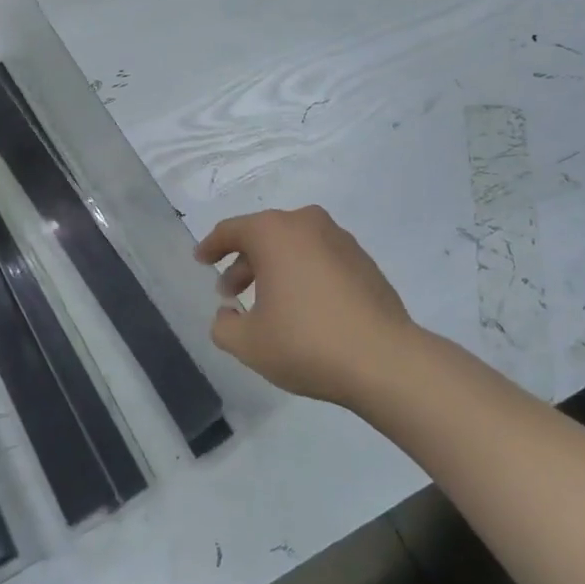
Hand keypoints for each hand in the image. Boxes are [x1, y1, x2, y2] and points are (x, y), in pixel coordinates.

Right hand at [195, 206, 423, 408]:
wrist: (383, 359)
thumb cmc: (306, 342)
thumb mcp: (248, 343)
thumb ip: (224, 326)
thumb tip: (227, 315)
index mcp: (274, 232)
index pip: (231, 230)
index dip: (211, 246)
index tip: (200, 260)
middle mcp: (307, 224)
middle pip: (264, 236)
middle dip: (243, 262)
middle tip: (229, 292)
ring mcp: (340, 239)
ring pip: (294, 246)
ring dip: (274, 268)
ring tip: (266, 303)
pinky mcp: (363, 260)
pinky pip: (320, 258)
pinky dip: (302, 273)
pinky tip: (302, 307)